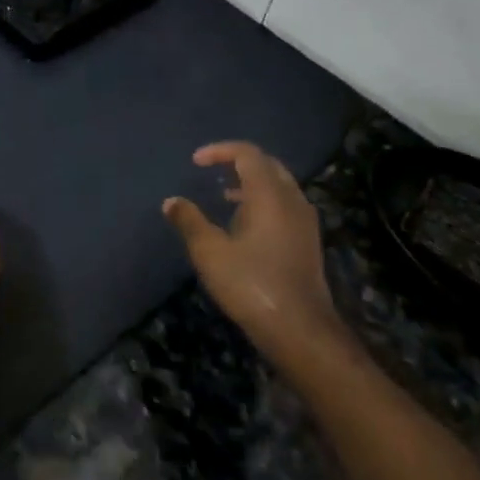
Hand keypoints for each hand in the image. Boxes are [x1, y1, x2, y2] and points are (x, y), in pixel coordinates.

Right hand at [163, 142, 341, 363]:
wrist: (299, 328)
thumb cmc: (250, 284)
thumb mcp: (209, 252)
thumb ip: (189, 221)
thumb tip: (171, 201)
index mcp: (269, 195)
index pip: (248, 154)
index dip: (221, 151)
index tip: (196, 161)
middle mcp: (292, 200)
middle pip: (268, 165)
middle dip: (239, 162)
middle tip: (213, 170)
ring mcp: (304, 221)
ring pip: (279, 185)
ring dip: (252, 183)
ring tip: (225, 196)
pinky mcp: (308, 241)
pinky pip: (285, 204)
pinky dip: (264, 201)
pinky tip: (246, 224)